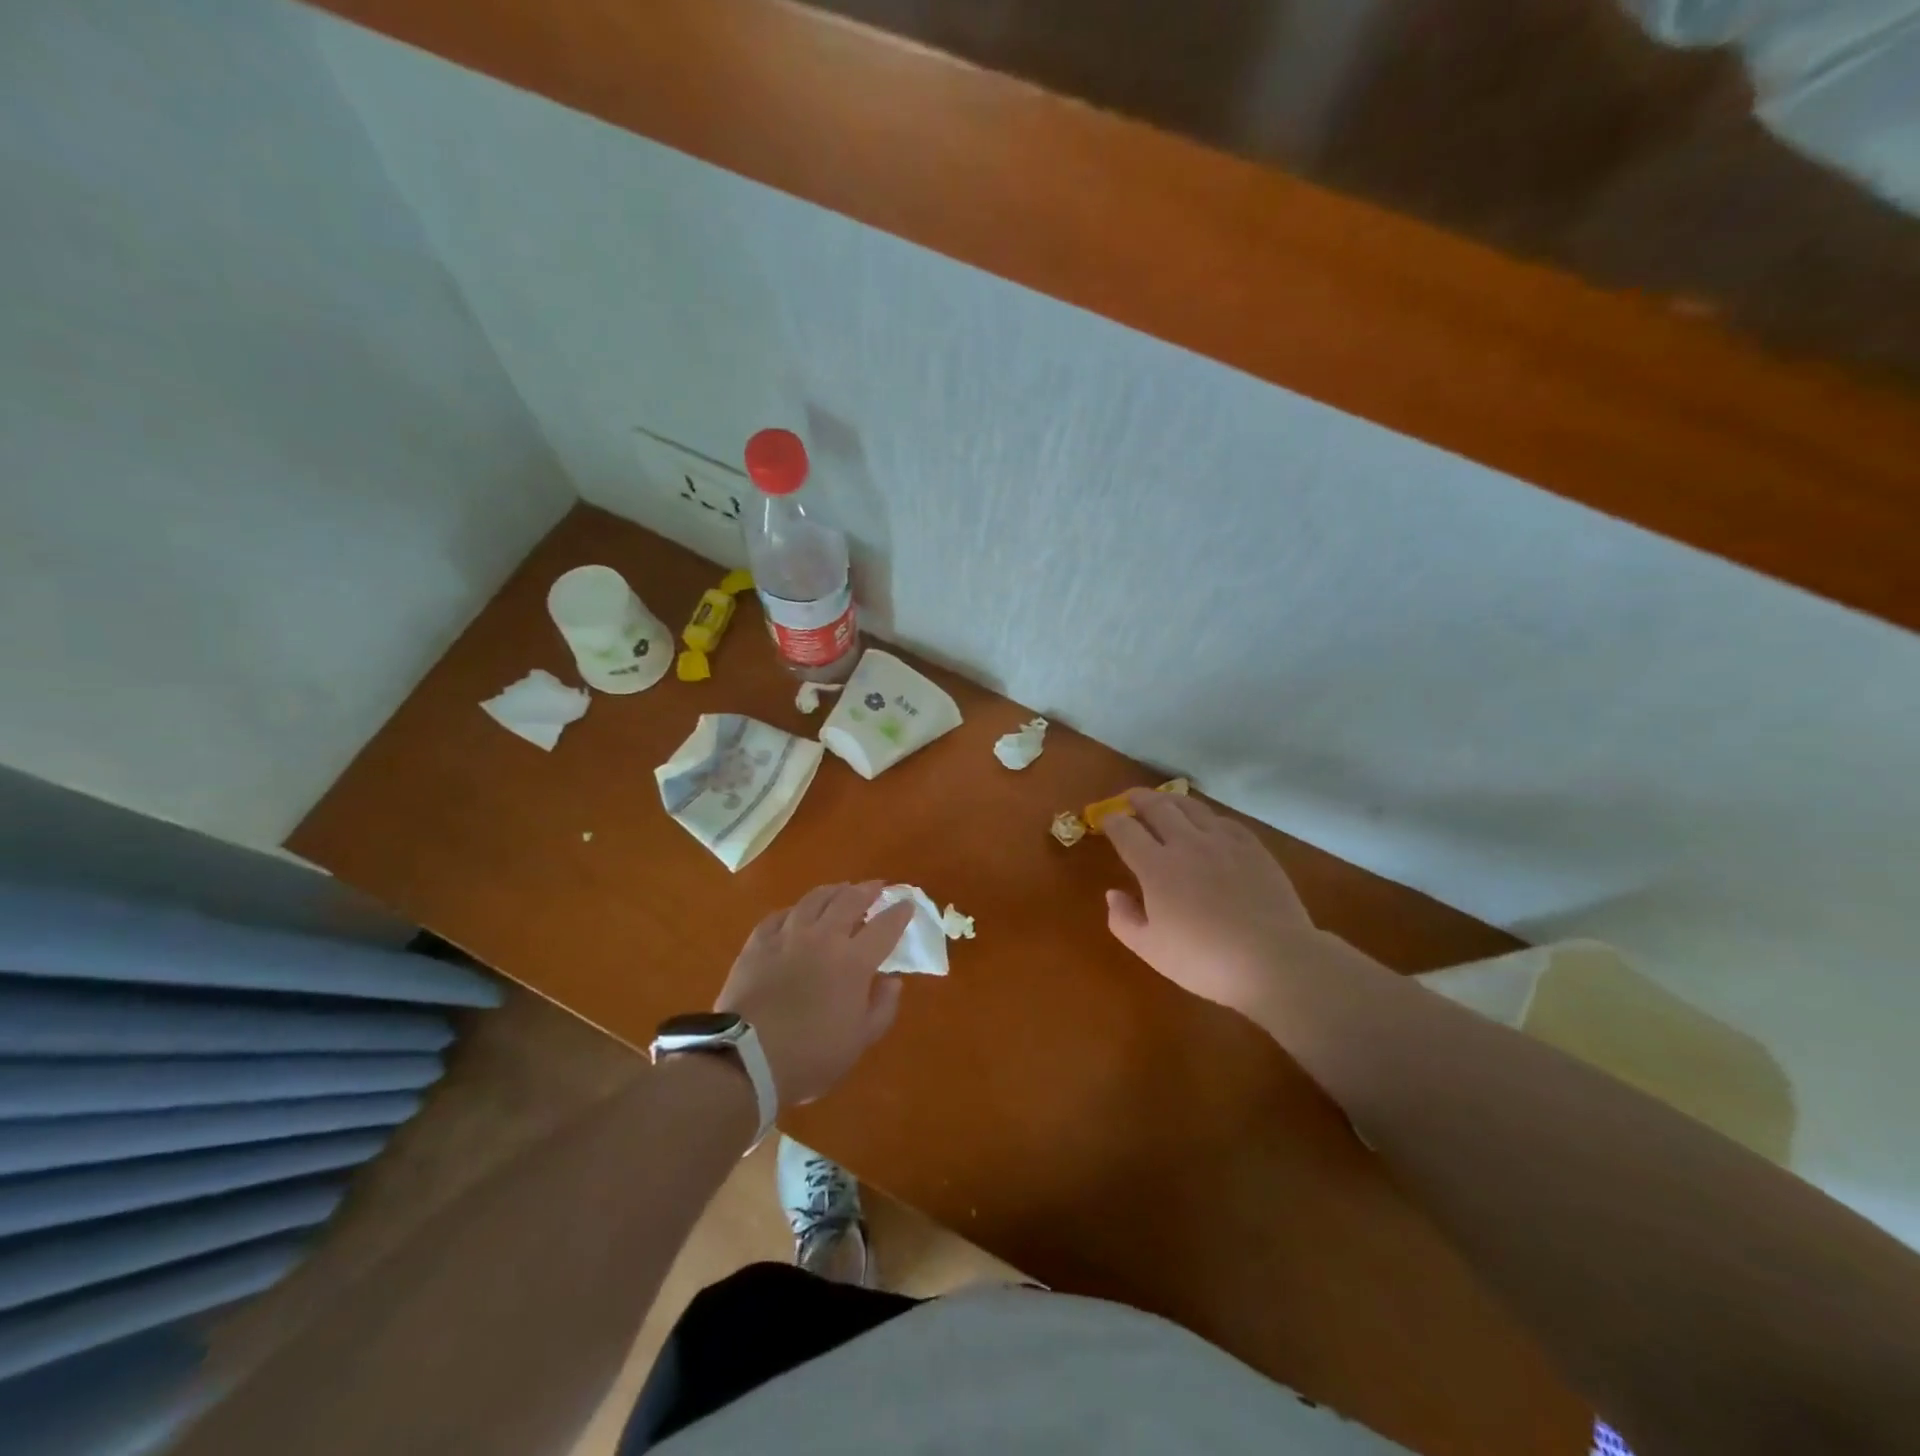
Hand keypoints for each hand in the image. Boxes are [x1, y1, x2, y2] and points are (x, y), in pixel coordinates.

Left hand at [714, 882, 914, 1106]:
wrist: (746, 1059)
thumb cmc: (811, 1056)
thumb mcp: (859, 1040)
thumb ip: (882, 1007)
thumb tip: (892, 980)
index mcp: (854, 961)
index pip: (884, 927)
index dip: (899, 913)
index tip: (906, 904)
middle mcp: (823, 938)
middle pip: (849, 900)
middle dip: (868, 890)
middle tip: (876, 887)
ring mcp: (788, 936)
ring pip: (814, 899)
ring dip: (833, 891)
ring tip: (841, 889)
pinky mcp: (758, 943)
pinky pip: (780, 915)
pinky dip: (795, 910)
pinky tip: (797, 913)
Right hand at [1104, 791, 1317, 1015]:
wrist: (1274, 961)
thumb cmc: (1205, 960)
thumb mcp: (1151, 950)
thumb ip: (1124, 920)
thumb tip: (1113, 894)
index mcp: (1156, 867)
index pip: (1126, 831)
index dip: (1111, 821)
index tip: (1105, 819)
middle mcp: (1186, 843)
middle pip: (1158, 807)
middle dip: (1139, 799)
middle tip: (1130, 798)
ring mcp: (1223, 841)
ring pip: (1191, 807)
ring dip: (1171, 800)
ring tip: (1164, 801)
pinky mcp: (1253, 847)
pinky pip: (1223, 820)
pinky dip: (1207, 817)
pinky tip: (1208, 823)